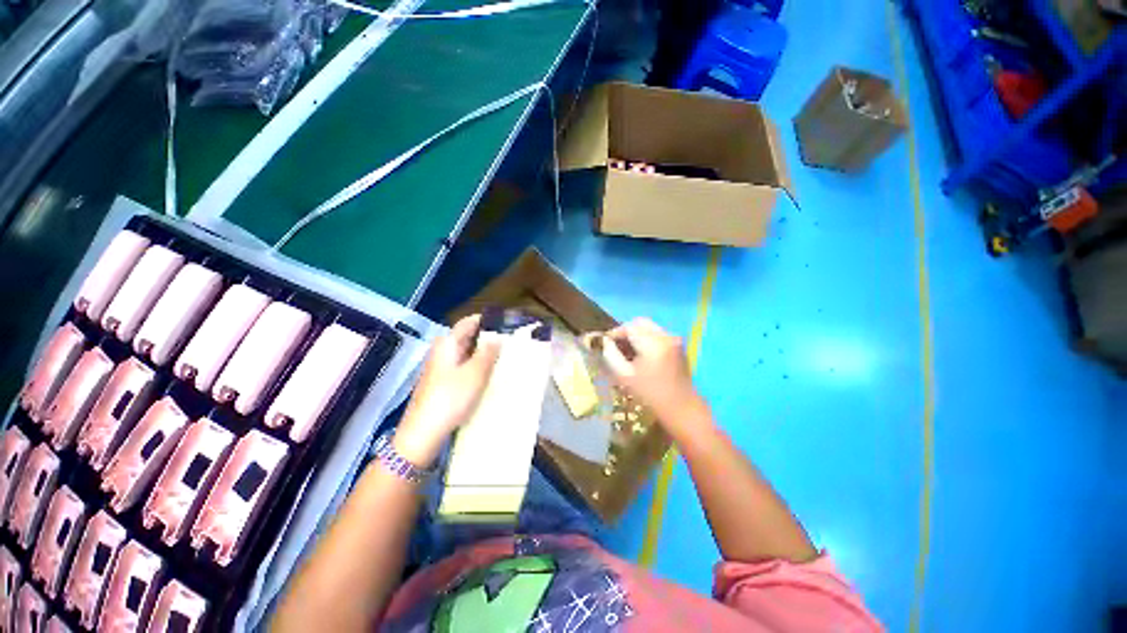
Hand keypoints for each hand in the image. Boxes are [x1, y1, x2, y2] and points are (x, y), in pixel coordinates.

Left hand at [395, 314, 500, 466]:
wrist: (423, 434)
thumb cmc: (450, 398)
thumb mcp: (475, 373)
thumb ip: (489, 353)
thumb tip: (498, 337)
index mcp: (447, 343)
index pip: (469, 322)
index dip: (487, 320)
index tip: (507, 324)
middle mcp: (442, 351)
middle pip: (467, 337)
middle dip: (488, 338)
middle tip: (511, 342)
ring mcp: (441, 367)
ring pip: (466, 353)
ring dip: (484, 353)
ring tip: (505, 357)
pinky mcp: (442, 382)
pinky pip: (463, 366)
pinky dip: (477, 366)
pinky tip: (489, 374)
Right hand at [588, 318, 708, 431]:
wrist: (681, 408)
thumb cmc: (650, 395)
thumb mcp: (624, 376)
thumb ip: (611, 355)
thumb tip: (604, 342)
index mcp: (652, 343)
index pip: (628, 327)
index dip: (615, 333)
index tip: (605, 343)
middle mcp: (665, 336)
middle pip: (640, 322)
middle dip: (626, 331)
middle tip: (615, 345)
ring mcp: (674, 339)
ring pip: (649, 327)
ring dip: (636, 334)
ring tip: (627, 351)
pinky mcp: (678, 345)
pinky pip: (657, 333)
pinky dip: (646, 338)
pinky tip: (640, 354)